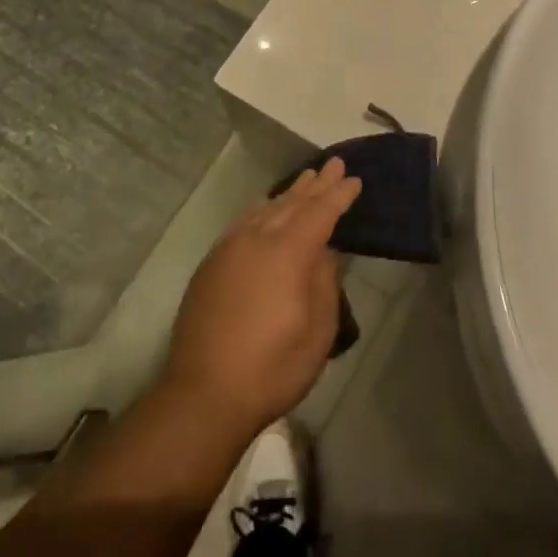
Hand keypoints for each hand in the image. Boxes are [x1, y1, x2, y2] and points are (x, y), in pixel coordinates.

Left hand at [158, 159, 360, 441]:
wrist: (204, 392)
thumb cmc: (272, 368)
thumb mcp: (317, 333)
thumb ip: (324, 285)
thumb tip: (324, 254)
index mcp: (287, 253)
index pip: (319, 212)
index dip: (338, 195)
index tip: (354, 179)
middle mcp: (256, 239)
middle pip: (291, 203)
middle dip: (315, 184)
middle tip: (333, 164)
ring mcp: (229, 248)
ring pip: (265, 209)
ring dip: (288, 194)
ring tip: (305, 181)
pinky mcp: (212, 263)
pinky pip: (244, 222)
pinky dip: (262, 210)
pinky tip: (266, 210)